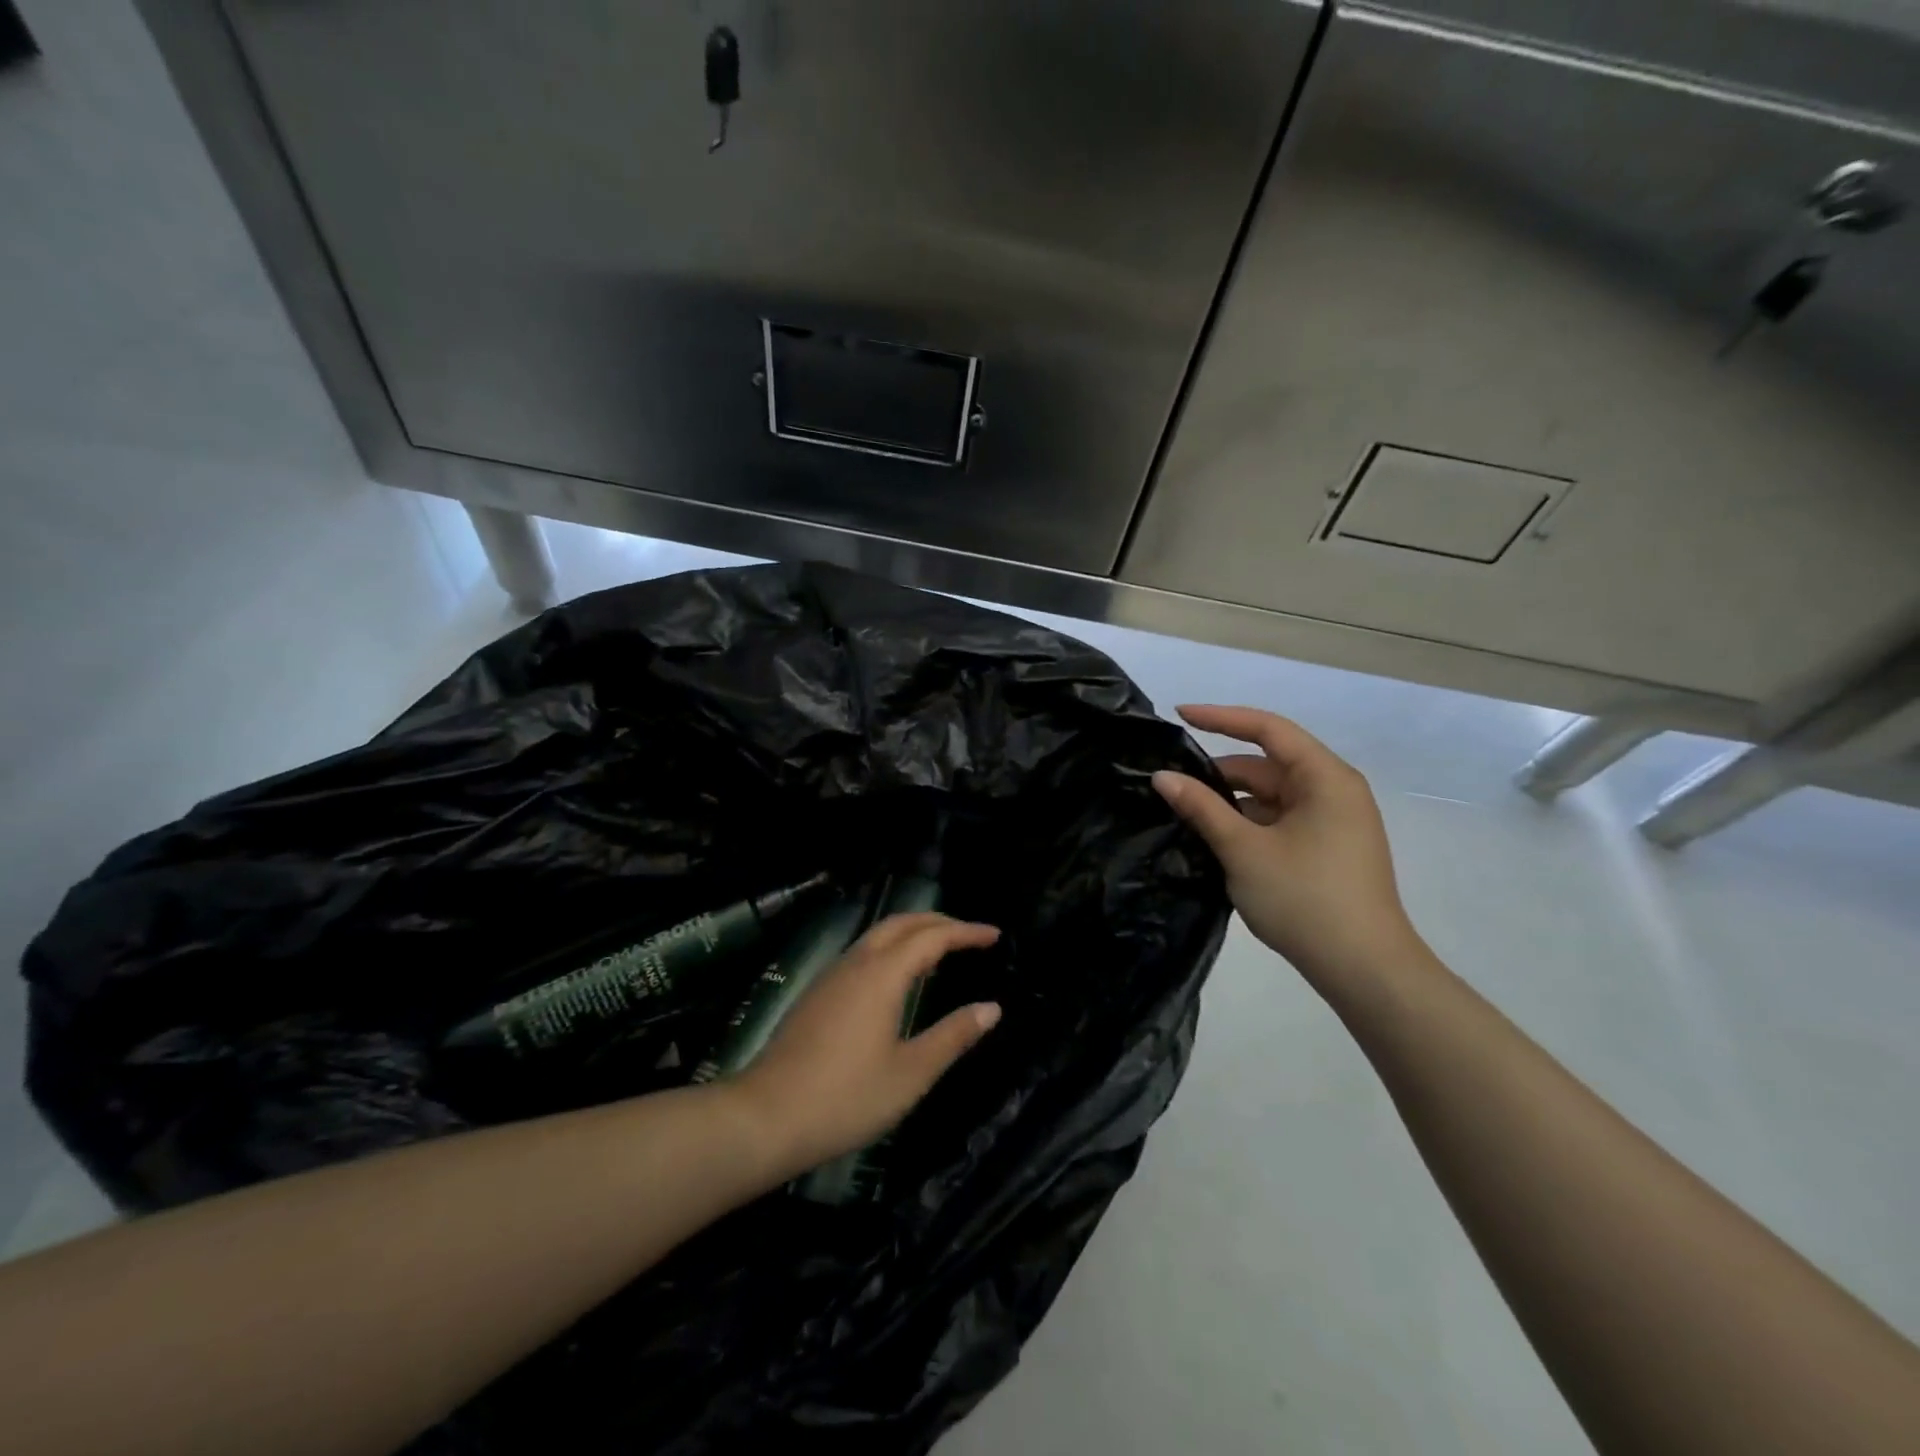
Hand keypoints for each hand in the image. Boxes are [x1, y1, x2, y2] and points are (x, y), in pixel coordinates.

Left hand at [727, 912, 1001, 1175]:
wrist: (764, 1117)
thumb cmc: (845, 1098)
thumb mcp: (910, 1074)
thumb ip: (953, 1036)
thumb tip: (992, 1008)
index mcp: (882, 975)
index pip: (932, 937)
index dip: (966, 932)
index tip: (995, 935)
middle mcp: (856, 963)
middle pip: (901, 923)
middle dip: (938, 922)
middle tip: (970, 936)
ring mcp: (831, 976)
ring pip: (877, 935)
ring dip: (912, 933)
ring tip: (940, 951)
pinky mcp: (817, 994)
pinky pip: (862, 953)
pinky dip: (891, 949)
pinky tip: (897, 979)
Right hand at [1153, 705, 1422, 985]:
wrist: (1365, 970)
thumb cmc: (1305, 899)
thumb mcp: (1243, 849)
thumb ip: (1201, 808)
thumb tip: (1162, 777)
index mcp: (1325, 779)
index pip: (1268, 729)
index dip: (1221, 717)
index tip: (1180, 715)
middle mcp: (1334, 791)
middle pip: (1268, 765)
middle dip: (1220, 772)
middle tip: (1171, 783)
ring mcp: (1334, 822)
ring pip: (1272, 796)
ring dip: (1231, 802)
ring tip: (1185, 814)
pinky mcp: (1328, 849)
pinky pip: (1281, 820)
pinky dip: (1248, 824)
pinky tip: (1216, 840)